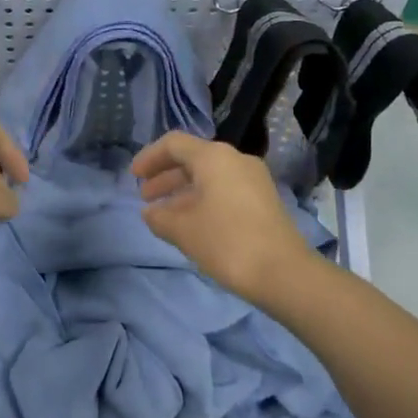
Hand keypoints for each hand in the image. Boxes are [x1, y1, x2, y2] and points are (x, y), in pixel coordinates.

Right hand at [133, 131, 314, 304]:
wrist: (284, 272)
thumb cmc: (226, 242)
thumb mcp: (183, 230)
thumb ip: (160, 217)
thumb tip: (150, 213)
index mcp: (213, 157)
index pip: (173, 144)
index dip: (149, 158)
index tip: (133, 177)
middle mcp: (235, 159)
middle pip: (192, 158)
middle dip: (165, 176)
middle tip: (145, 197)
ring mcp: (253, 179)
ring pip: (209, 176)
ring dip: (183, 191)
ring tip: (164, 214)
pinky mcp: (263, 199)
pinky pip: (224, 189)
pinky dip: (202, 199)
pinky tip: (192, 223)